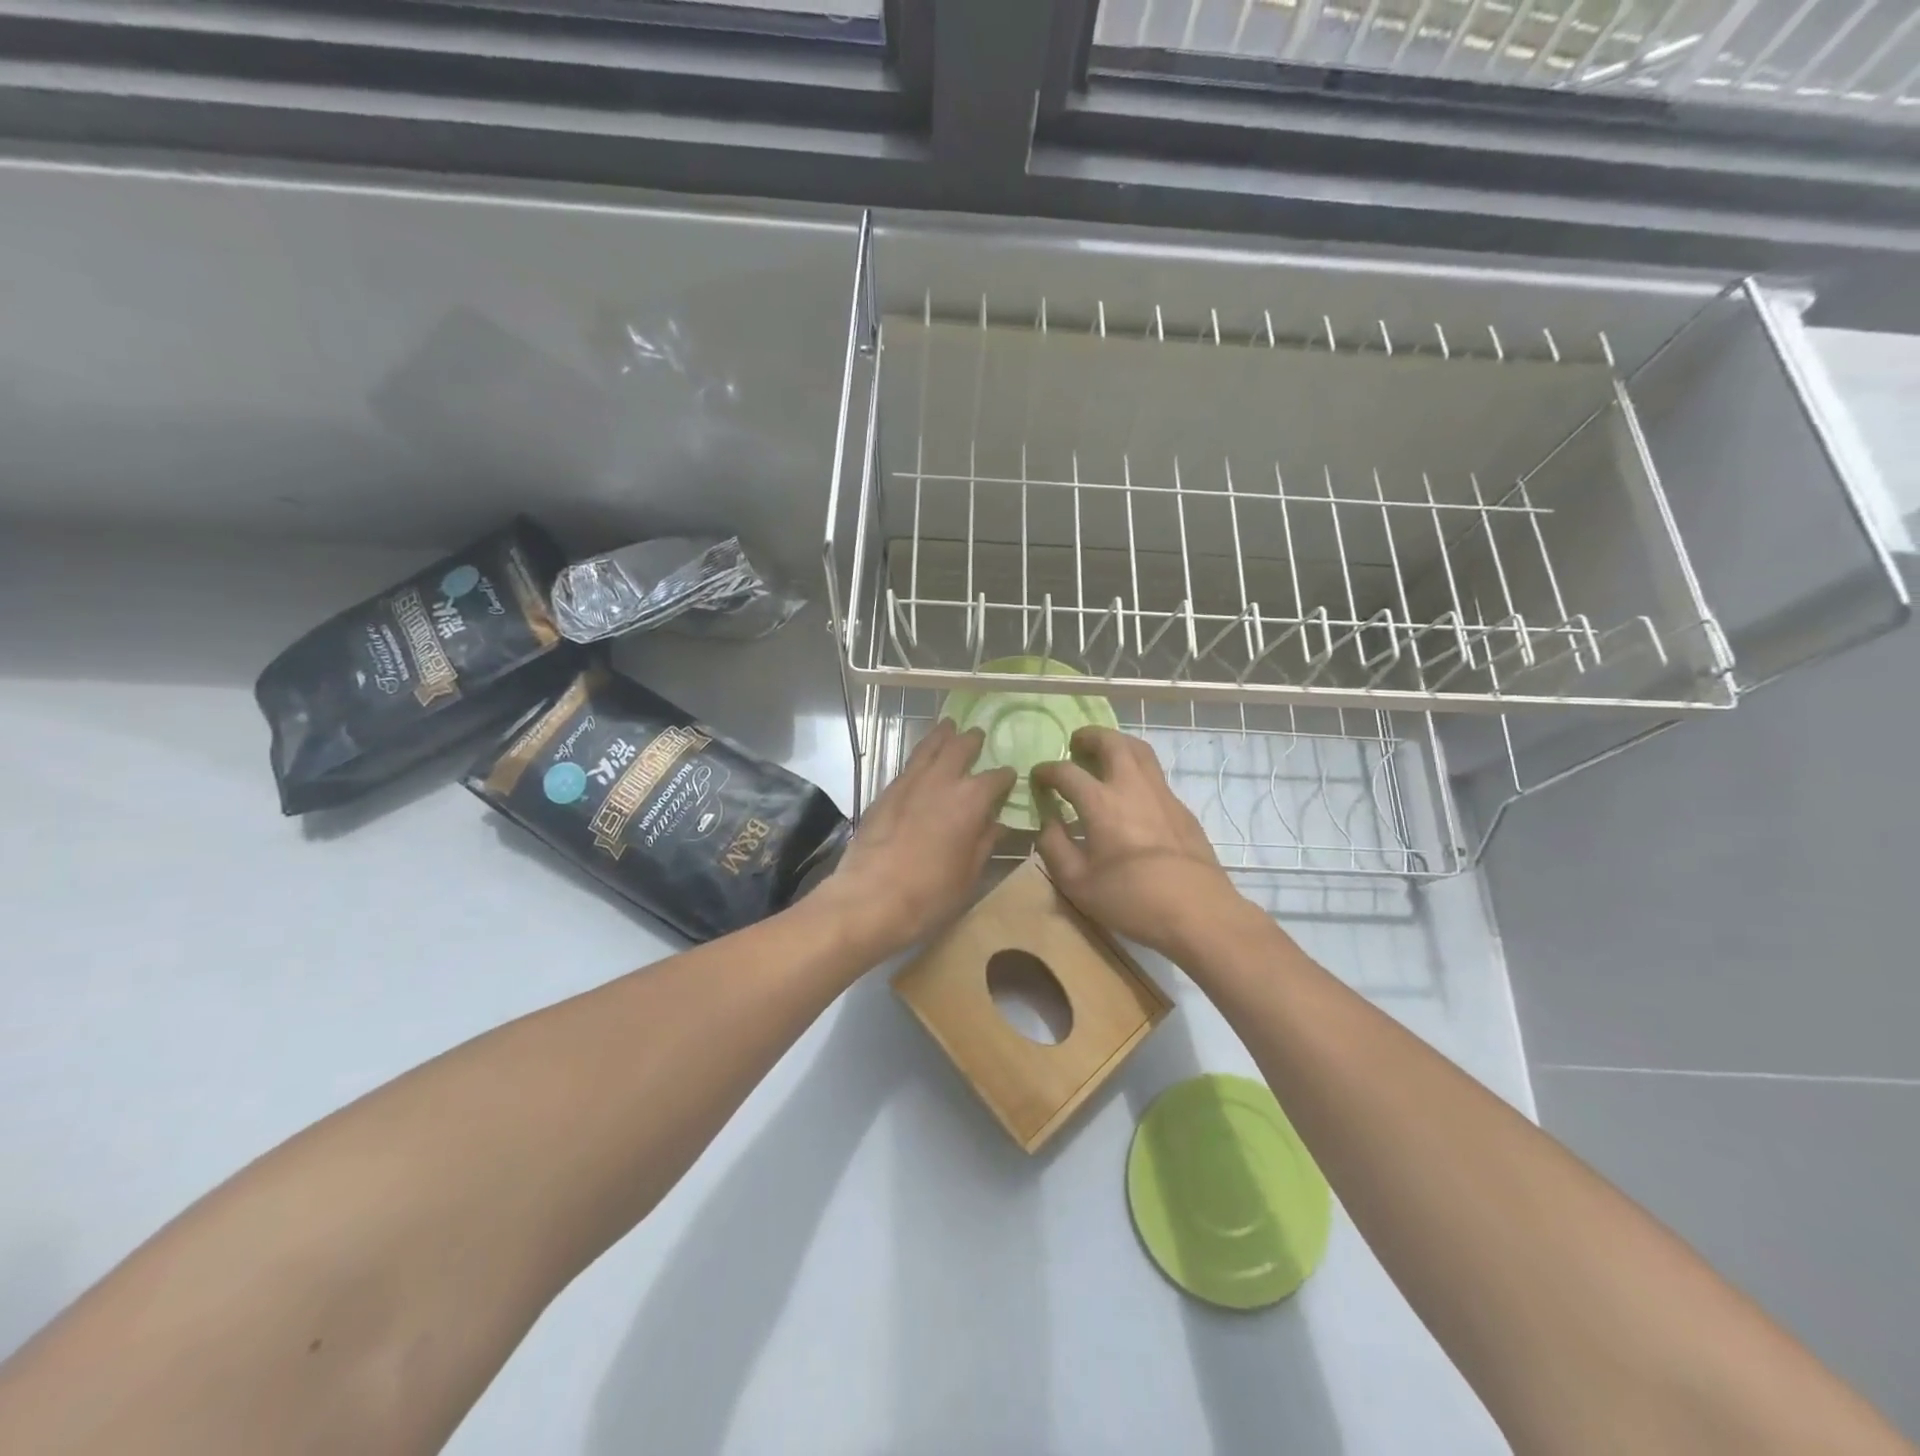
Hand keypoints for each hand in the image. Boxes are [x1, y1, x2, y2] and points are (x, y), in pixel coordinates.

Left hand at [821, 720, 1014, 958]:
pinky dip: (920, 755)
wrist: (871, 897)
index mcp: (971, 799)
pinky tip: (922, 759)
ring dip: (942, 735)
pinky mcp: (886, 791)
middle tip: (978, 735)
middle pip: (960, 747)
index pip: (996, 778)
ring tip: (949, 726)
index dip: (1006, 777)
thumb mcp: (969, 873)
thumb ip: (985, 842)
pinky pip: (908, 763)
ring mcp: (910, 782)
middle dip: (972, 740)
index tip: (1010, 777)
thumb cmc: (931, 892)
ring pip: (929, 747)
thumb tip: (998, 824)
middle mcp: (942, 780)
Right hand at [1031, 727, 1247, 960]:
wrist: (1197, 911)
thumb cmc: (1130, 899)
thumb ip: (1054, 846)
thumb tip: (1047, 822)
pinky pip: (1155, 775)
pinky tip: (1131, 793)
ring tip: (1104, 755)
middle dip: (1089, 737)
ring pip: (1140, 751)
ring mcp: (1162, 794)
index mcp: (1101, 802)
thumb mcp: (1076, 882)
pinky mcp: (1181, 808)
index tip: (1037, 777)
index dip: (1047, 771)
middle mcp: (1131, 786)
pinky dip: (1137, 770)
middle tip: (1076, 744)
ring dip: (1117, 744)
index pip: (1066, 772)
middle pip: (1111, 742)